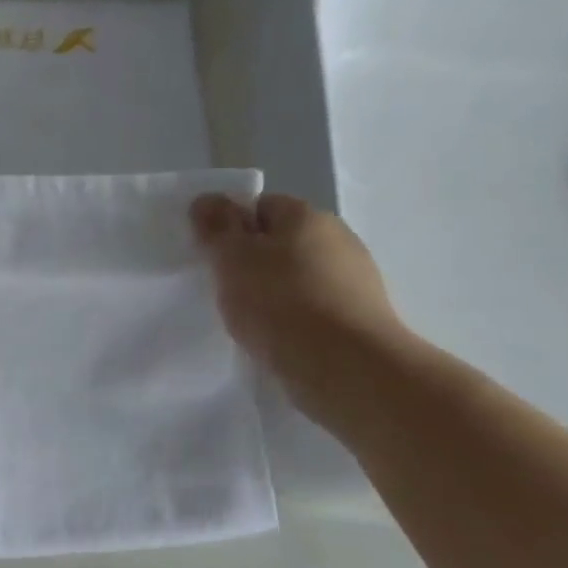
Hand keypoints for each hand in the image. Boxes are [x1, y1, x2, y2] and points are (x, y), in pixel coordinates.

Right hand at [191, 192, 414, 420]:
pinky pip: (315, 306)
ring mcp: (355, 278)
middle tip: (224, 289)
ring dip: (274, 291)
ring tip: (249, 320)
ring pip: (299, 274)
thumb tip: (207, 200)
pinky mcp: (360, 316)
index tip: (212, 257)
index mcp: (307, 216)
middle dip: (252, 260)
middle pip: (282, 240)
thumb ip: (217, 228)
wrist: (346, 367)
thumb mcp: (233, 260)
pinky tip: (278, 338)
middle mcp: (337, 238)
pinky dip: (294, 317)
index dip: (232, 227)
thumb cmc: (280, 304)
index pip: (261, 205)